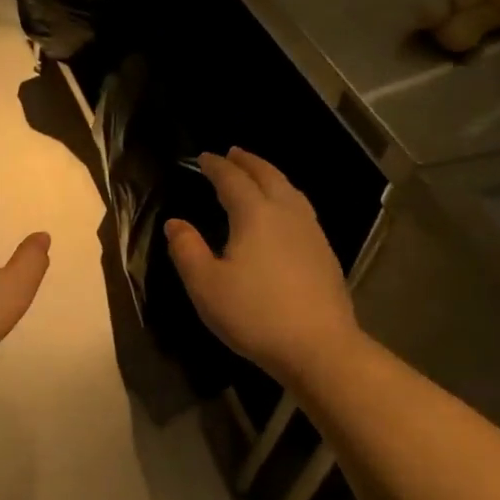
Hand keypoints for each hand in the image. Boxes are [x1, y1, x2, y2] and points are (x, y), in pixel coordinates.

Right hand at [164, 148, 363, 384]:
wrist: (319, 347)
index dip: (216, 166)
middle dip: (248, 162)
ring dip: (270, 175)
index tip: (203, 158)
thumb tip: (175, 223)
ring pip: (290, 190)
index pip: (233, 180)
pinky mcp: (324, 252)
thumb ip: (186, 249)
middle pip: (267, 176)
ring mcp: (310, 232)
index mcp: (254, 215)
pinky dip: (286, 195)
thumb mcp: (205, 285)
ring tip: (258, 174)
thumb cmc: (255, 314)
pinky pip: (301, 208)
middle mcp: (286, 213)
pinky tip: (284, 212)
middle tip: (233, 153)